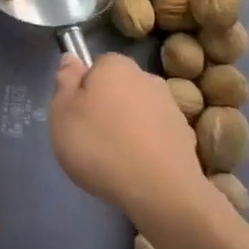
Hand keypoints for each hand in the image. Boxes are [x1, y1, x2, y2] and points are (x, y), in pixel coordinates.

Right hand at [51, 52, 204, 219]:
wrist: (160, 190)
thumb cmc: (100, 145)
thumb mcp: (62, 112)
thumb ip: (65, 81)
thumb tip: (72, 58)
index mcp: (116, 65)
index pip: (96, 66)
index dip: (83, 89)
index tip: (76, 114)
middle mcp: (147, 78)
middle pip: (118, 88)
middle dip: (107, 107)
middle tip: (91, 138)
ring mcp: (171, 107)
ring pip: (139, 112)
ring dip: (128, 127)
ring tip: (114, 159)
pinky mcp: (185, 137)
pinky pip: (156, 136)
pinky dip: (147, 147)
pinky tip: (137, 169)